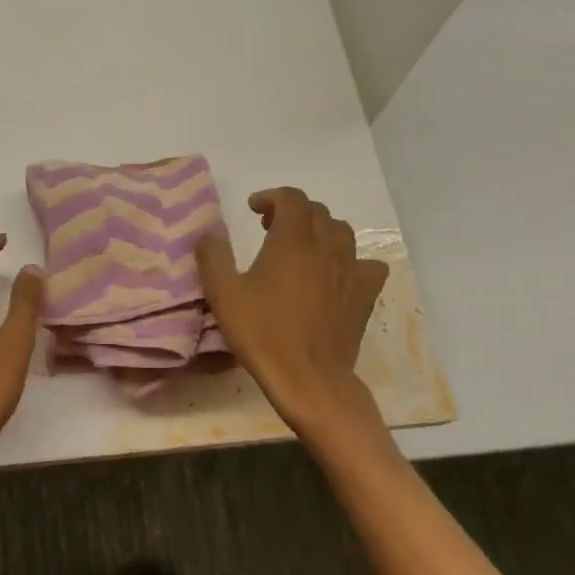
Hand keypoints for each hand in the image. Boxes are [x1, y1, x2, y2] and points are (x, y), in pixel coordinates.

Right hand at [195, 188, 388, 431]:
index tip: (253, 208)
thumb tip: (209, 234)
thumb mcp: (223, 294)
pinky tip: (335, 275)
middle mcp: (326, 246)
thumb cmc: (262, 332)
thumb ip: (213, 257)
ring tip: (301, 248)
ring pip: (342, 233)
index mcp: (292, 240)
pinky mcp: (365, 294)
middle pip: (317, 212)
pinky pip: (365, 263)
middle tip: (269, 229)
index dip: (271, 197)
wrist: (308, 377)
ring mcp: (351, 270)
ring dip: (320, 231)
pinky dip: (349, 260)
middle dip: (292, 212)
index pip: (291, 198)